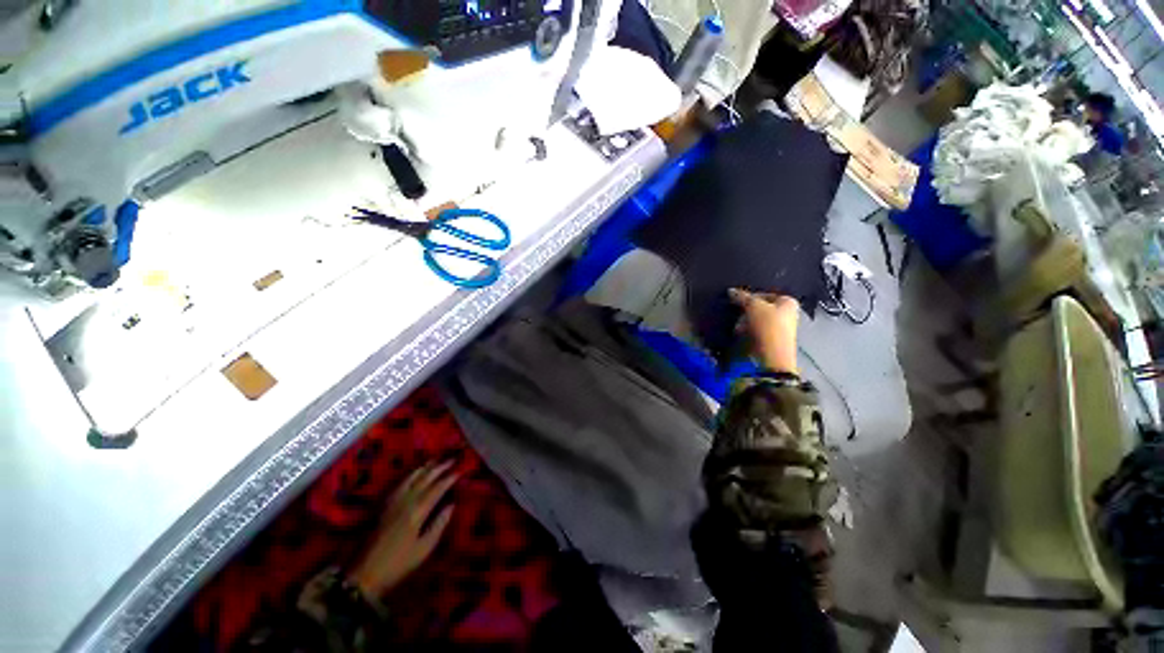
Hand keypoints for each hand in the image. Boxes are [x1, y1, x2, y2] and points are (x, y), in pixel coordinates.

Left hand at [348, 461, 457, 598]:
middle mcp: (405, 501)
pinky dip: (410, 475)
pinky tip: (413, 474)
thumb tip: (452, 505)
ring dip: (424, 467)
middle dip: (439, 467)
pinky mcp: (383, 506)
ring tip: (435, 460)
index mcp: (417, 511)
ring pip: (410, 478)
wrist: (364, 574)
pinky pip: (399, 484)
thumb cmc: (398, 564)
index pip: (437, 488)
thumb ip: (439, 525)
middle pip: (424, 478)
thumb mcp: (424, 549)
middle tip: (452, 459)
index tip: (461, 470)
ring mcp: (392, 502)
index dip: (450, 478)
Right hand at [729, 288, 800, 374]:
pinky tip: (741, 335)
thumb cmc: (767, 326)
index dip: (749, 297)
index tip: (737, 302)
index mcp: (788, 302)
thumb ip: (742, 297)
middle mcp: (787, 314)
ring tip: (738, 327)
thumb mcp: (753, 306)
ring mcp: (780, 328)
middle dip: (745, 312)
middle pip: (759, 308)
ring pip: (756, 320)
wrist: (772, 357)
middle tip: (737, 316)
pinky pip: (756, 331)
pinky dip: (747, 332)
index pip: (763, 294)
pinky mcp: (771, 340)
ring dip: (744, 322)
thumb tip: (731, 291)